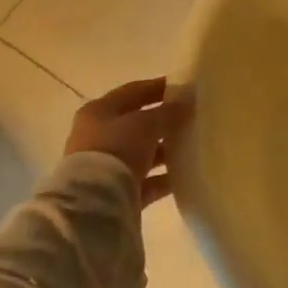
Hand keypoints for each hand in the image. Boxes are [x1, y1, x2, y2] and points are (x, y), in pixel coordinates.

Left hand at [63, 77, 192, 206]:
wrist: (93, 201)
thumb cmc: (116, 149)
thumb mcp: (146, 123)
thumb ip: (167, 111)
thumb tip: (185, 101)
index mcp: (99, 112)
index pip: (133, 92)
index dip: (158, 87)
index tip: (184, 86)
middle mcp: (99, 136)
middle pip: (137, 123)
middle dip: (164, 120)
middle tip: (192, 117)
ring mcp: (106, 166)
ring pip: (143, 153)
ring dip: (166, 150)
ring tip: (194, 146)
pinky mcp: (117, 192)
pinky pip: (146, 180)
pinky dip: (164, 177)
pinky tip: (186, 174)